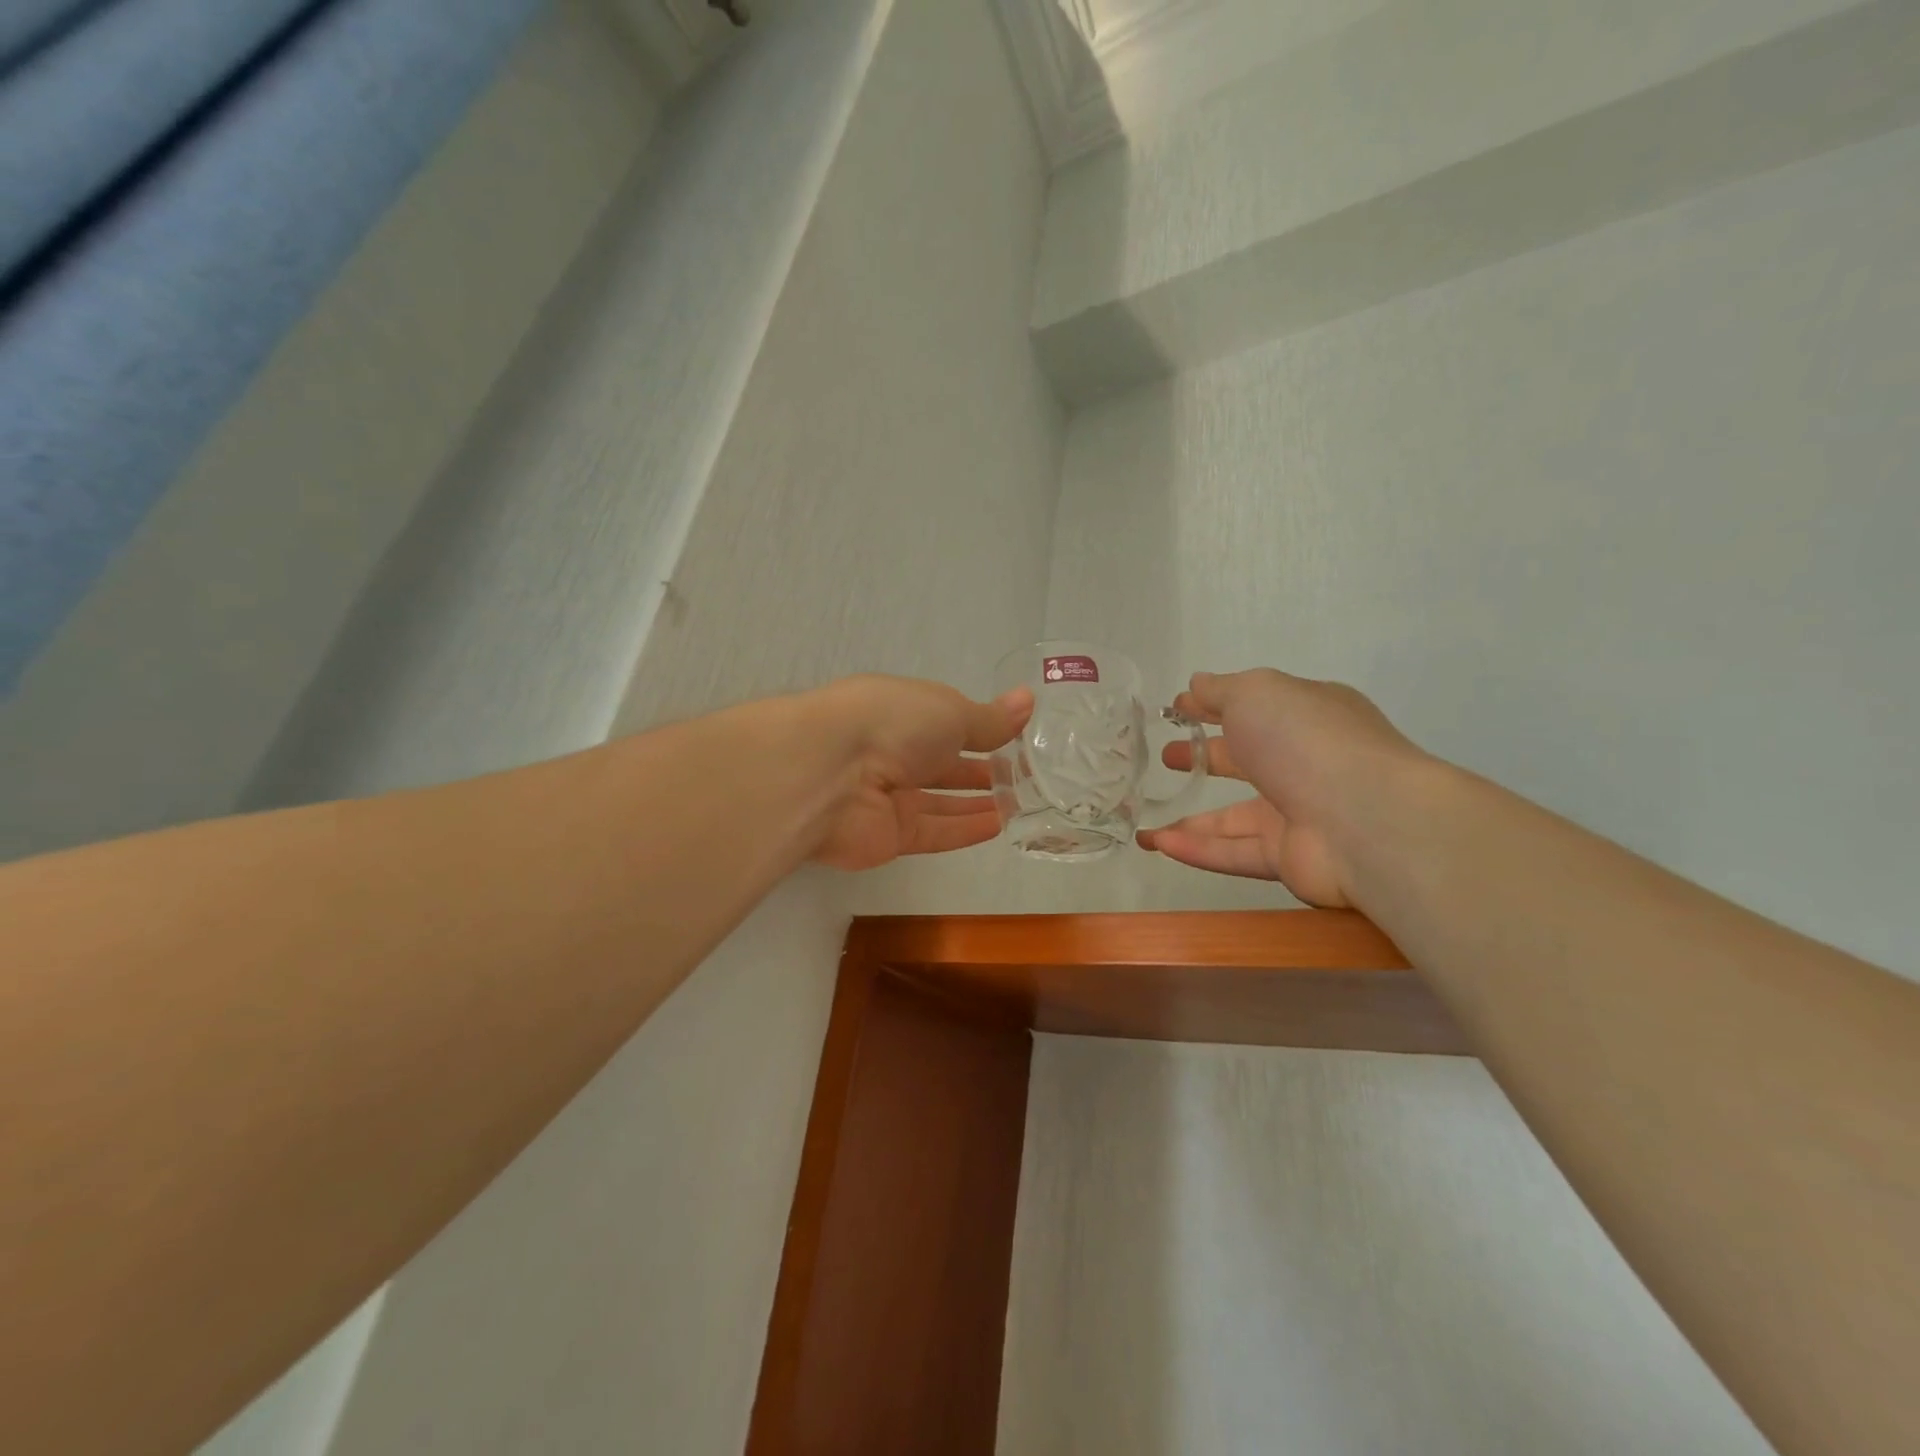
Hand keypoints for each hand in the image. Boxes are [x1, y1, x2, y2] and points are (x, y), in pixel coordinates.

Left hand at [807, 675, 1031, 871]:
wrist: (828, 774)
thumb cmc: (893, 724)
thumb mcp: (952, 711)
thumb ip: (990, 718)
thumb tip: (1028, 700)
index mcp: (904, 711)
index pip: (948, 721)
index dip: (983, 730)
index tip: (1019, 740)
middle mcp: (894, 752)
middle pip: (944, 765)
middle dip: (982, 770)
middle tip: (1027, 778)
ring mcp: (889, 797)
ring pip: (941, 802)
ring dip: (978, 803)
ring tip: (1021, 804)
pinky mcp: (889, 837)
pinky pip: (934, 833)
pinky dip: (965, 829)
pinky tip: (998, 826)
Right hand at [1140, 669, 1427, 906]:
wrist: (1367, 819)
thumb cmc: (1306, 739)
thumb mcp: (1256, 693)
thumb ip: (1220, 690)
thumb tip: (1196, 684)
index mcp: (1306, 716)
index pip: (1253, 708)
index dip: (1213, 707)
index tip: (1176, 710)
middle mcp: (1304, 763)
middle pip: (1245, 761)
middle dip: (1205, 757)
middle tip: (1166, 757)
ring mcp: (1299, 814)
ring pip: (1234, 817)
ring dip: (1191, 818)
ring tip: (1145, 818)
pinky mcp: (1289, 859)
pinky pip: (1234, 852)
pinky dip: (1196, 849)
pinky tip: (1157, 843)